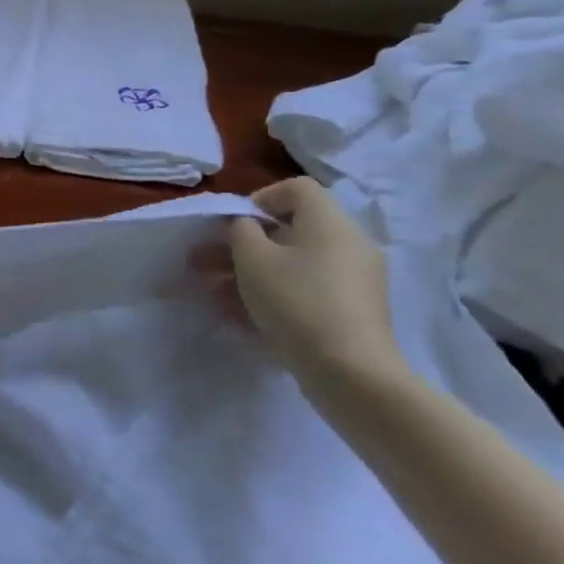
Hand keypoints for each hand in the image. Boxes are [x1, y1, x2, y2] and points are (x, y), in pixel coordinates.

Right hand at [225, 177, 405, 388]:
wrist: (352, 374)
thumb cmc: (297, 302)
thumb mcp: (252, 258)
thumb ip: (241, 230)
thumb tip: (246, 226)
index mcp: (330, 222)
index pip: (296, 189)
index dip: (260, 199)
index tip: (234, 226)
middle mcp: (349, 244)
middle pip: (291, 230)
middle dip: (244, 245)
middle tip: (208, 263)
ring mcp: (355, 280)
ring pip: (295, 264)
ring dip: (253, 273)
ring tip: (216, 295)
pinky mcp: (354, 312)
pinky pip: (307, 290)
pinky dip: (276, 295)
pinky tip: (243, 318)